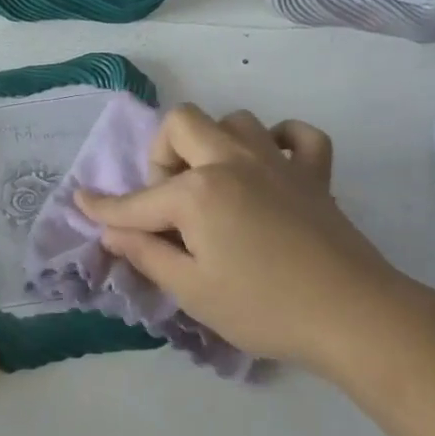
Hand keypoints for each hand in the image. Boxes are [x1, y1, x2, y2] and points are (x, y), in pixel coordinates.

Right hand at [76, 104, 427, 374]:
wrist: (352, 315)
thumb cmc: (264, 307)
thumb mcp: (193, 290)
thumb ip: (147, 254)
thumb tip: (112, 232)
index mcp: (198, 192)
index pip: (139, 200)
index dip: (105, 207)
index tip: (82, 200)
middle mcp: (232, 161)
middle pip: (182, 123)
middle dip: (163, 155)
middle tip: (170, 201)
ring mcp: (277, 161)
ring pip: (235, 120)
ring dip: (215, 145)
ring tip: (215, 186)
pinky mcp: (314, 173)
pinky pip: (297, 135)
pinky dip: (280, 142)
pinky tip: (271, 169)